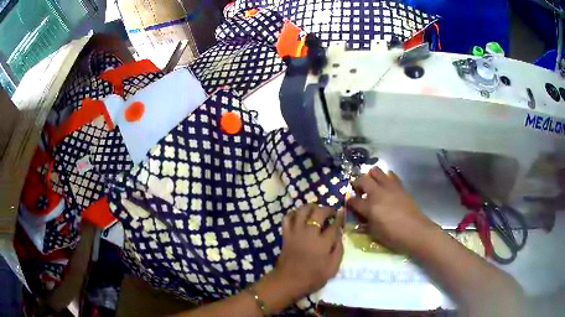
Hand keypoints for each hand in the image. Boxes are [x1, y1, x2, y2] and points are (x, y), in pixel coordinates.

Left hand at [274, 204, 343, 297]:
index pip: (334, 225)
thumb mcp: (332, 268)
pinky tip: (299, 216)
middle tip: (331, 212)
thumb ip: (338, 250)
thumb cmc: (313, 277)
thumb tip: (339, 235)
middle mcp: (309, 233)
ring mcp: (296, 232)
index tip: (342, 214)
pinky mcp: (286, 234)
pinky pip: (288, 218)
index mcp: (323, 242)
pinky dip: (293, 213)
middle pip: (318, 212)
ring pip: (302, 210)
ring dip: (310, 207)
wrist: (288, 281)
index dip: (339, 218)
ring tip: (316, 210)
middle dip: (327, 209)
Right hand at [346, 167, 438, 252]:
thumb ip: (365, 225)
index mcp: (369, 208)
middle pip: (362, 179)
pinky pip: (390, 175)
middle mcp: (377, 194)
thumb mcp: (374, 234)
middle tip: (358, 189)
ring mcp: (389, 187)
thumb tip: (359, 221)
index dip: (350, 201)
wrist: (415, 231)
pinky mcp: (400, 186)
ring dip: (371, 175)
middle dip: (357, 183)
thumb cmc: (393, 236)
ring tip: (372, 183)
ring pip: (376, 171)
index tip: (349, 202)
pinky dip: (386, 177)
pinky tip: (386, 184)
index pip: (353, 200)